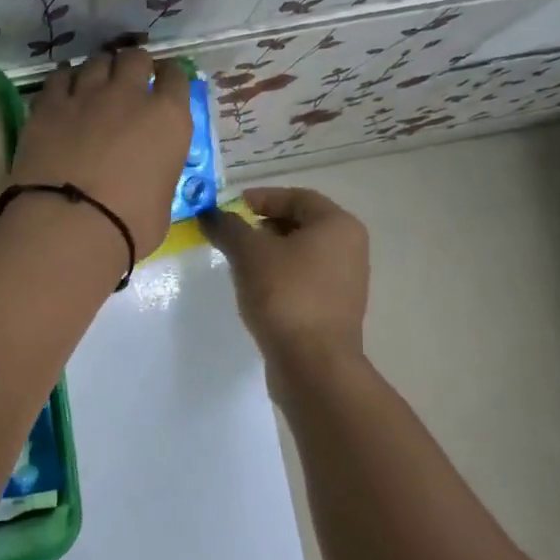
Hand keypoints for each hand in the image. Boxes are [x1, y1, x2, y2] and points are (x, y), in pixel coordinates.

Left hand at [9, 49, 194, 256]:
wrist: (69, 225)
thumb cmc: (128, 226)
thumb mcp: (162, 203)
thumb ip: (159, 174)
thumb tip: (149, 175)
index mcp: (168, 119)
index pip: (176, 77)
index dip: (168, 78)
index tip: (161, 85)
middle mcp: (130, 96)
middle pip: (135, 58)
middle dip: (133, 67)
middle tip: (127, 84)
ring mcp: (86, 95)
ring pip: (96, 61)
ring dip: (99, 70)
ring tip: (94, 86)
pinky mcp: (49, 105)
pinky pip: (59, 77)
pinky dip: (64, 80)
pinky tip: (63, 90)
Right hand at [200, 187, 369, 364]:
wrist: (312, 362)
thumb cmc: (285, 295)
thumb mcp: (249, 254)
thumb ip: (229, 228)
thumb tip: (210, 213)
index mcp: (338, 225)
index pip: (297, 197)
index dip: (261, 197)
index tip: (230, 208)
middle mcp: (350, 247)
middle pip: (301, 224)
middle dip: (263, 225)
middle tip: (231, 235)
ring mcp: (345, 280)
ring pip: (301, 253)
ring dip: (269, 252)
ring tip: (238, 263)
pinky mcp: (335, 308)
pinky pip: (304, 279)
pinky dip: (279, 276)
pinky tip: (256, 289)